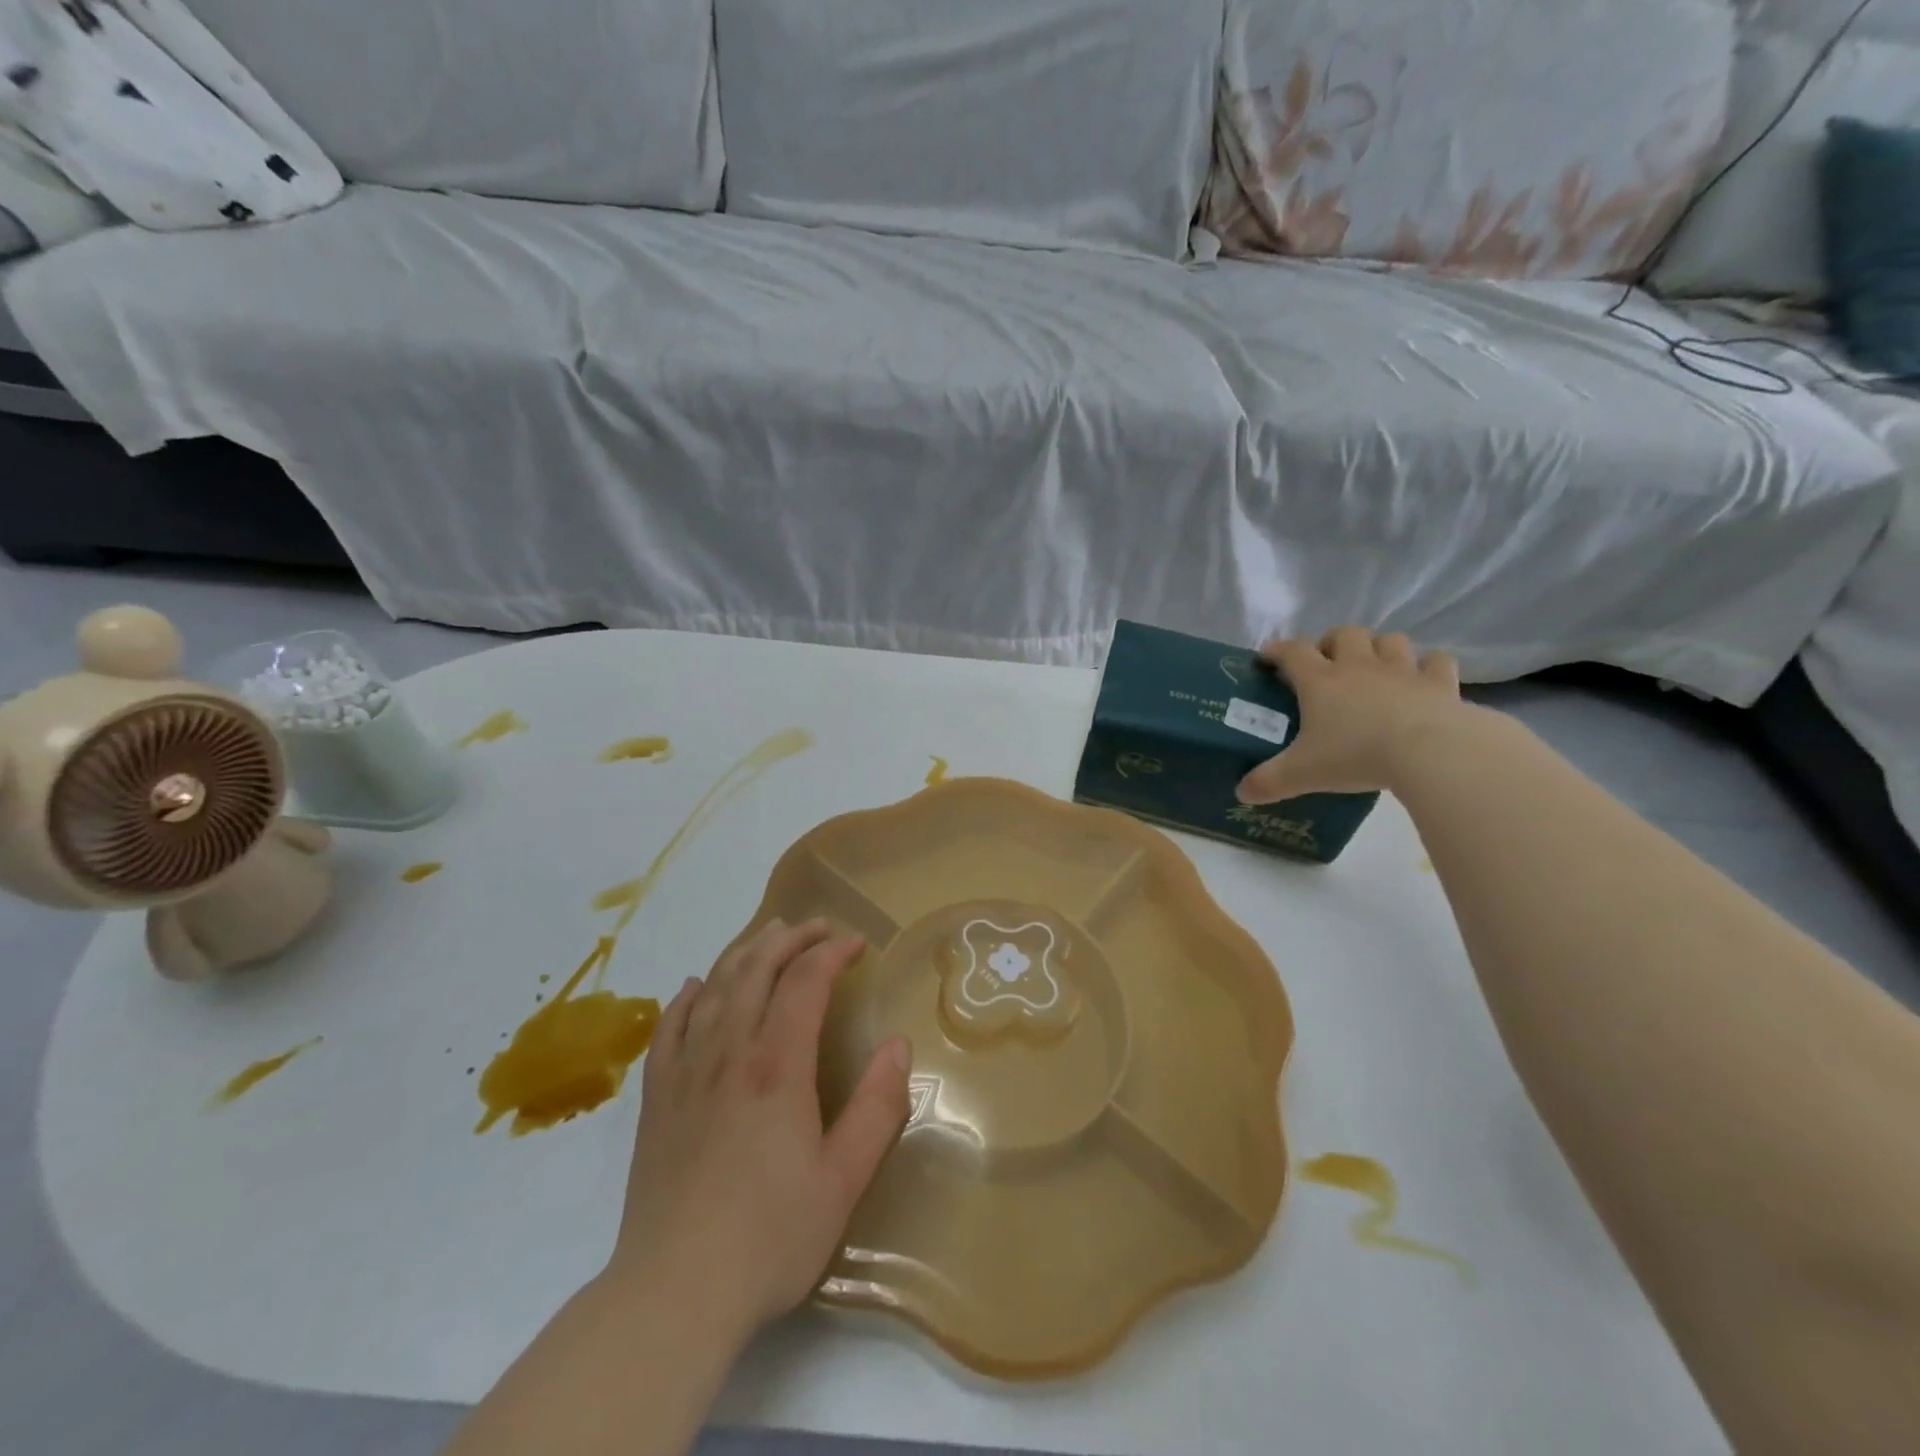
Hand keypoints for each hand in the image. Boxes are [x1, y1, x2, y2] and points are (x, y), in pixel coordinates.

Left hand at [608, 918, 911, 1341]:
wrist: (672, 1294)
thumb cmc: (769, 1237)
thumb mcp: (844, 1178)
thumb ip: (876, 1106)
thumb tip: (898, 1045)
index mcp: (776, 1065)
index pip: (805, 981)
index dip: (832, 953)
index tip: (856, 945)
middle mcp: (728, 1052)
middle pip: (756, 969)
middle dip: (790, 938)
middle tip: (818, 927)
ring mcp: (685, 1072)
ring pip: (712, 988)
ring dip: (743, 953)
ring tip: (766, 937)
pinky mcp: (655, 1099)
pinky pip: (667, 1028)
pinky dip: (684, 998)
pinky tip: (692, 987)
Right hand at [1237, 627, 1467, 803]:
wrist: (1429, 752)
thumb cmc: (1356, 755)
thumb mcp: (1302, 774)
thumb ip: (1269, 782)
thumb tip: (1242, 793)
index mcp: (1320, 680)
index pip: (1292, 651)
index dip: (1277, 650)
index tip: (1267, 657)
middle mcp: (1359, 665)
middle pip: (1344, 633)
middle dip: (1332, 642)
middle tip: (1327, 664)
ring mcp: (1403, 670)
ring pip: (1390, 640)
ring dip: (1379, 648)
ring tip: (1373, 668)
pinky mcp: (1440, 683)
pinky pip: (1436, 661)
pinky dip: (1428, 666)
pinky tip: (1422, 680)